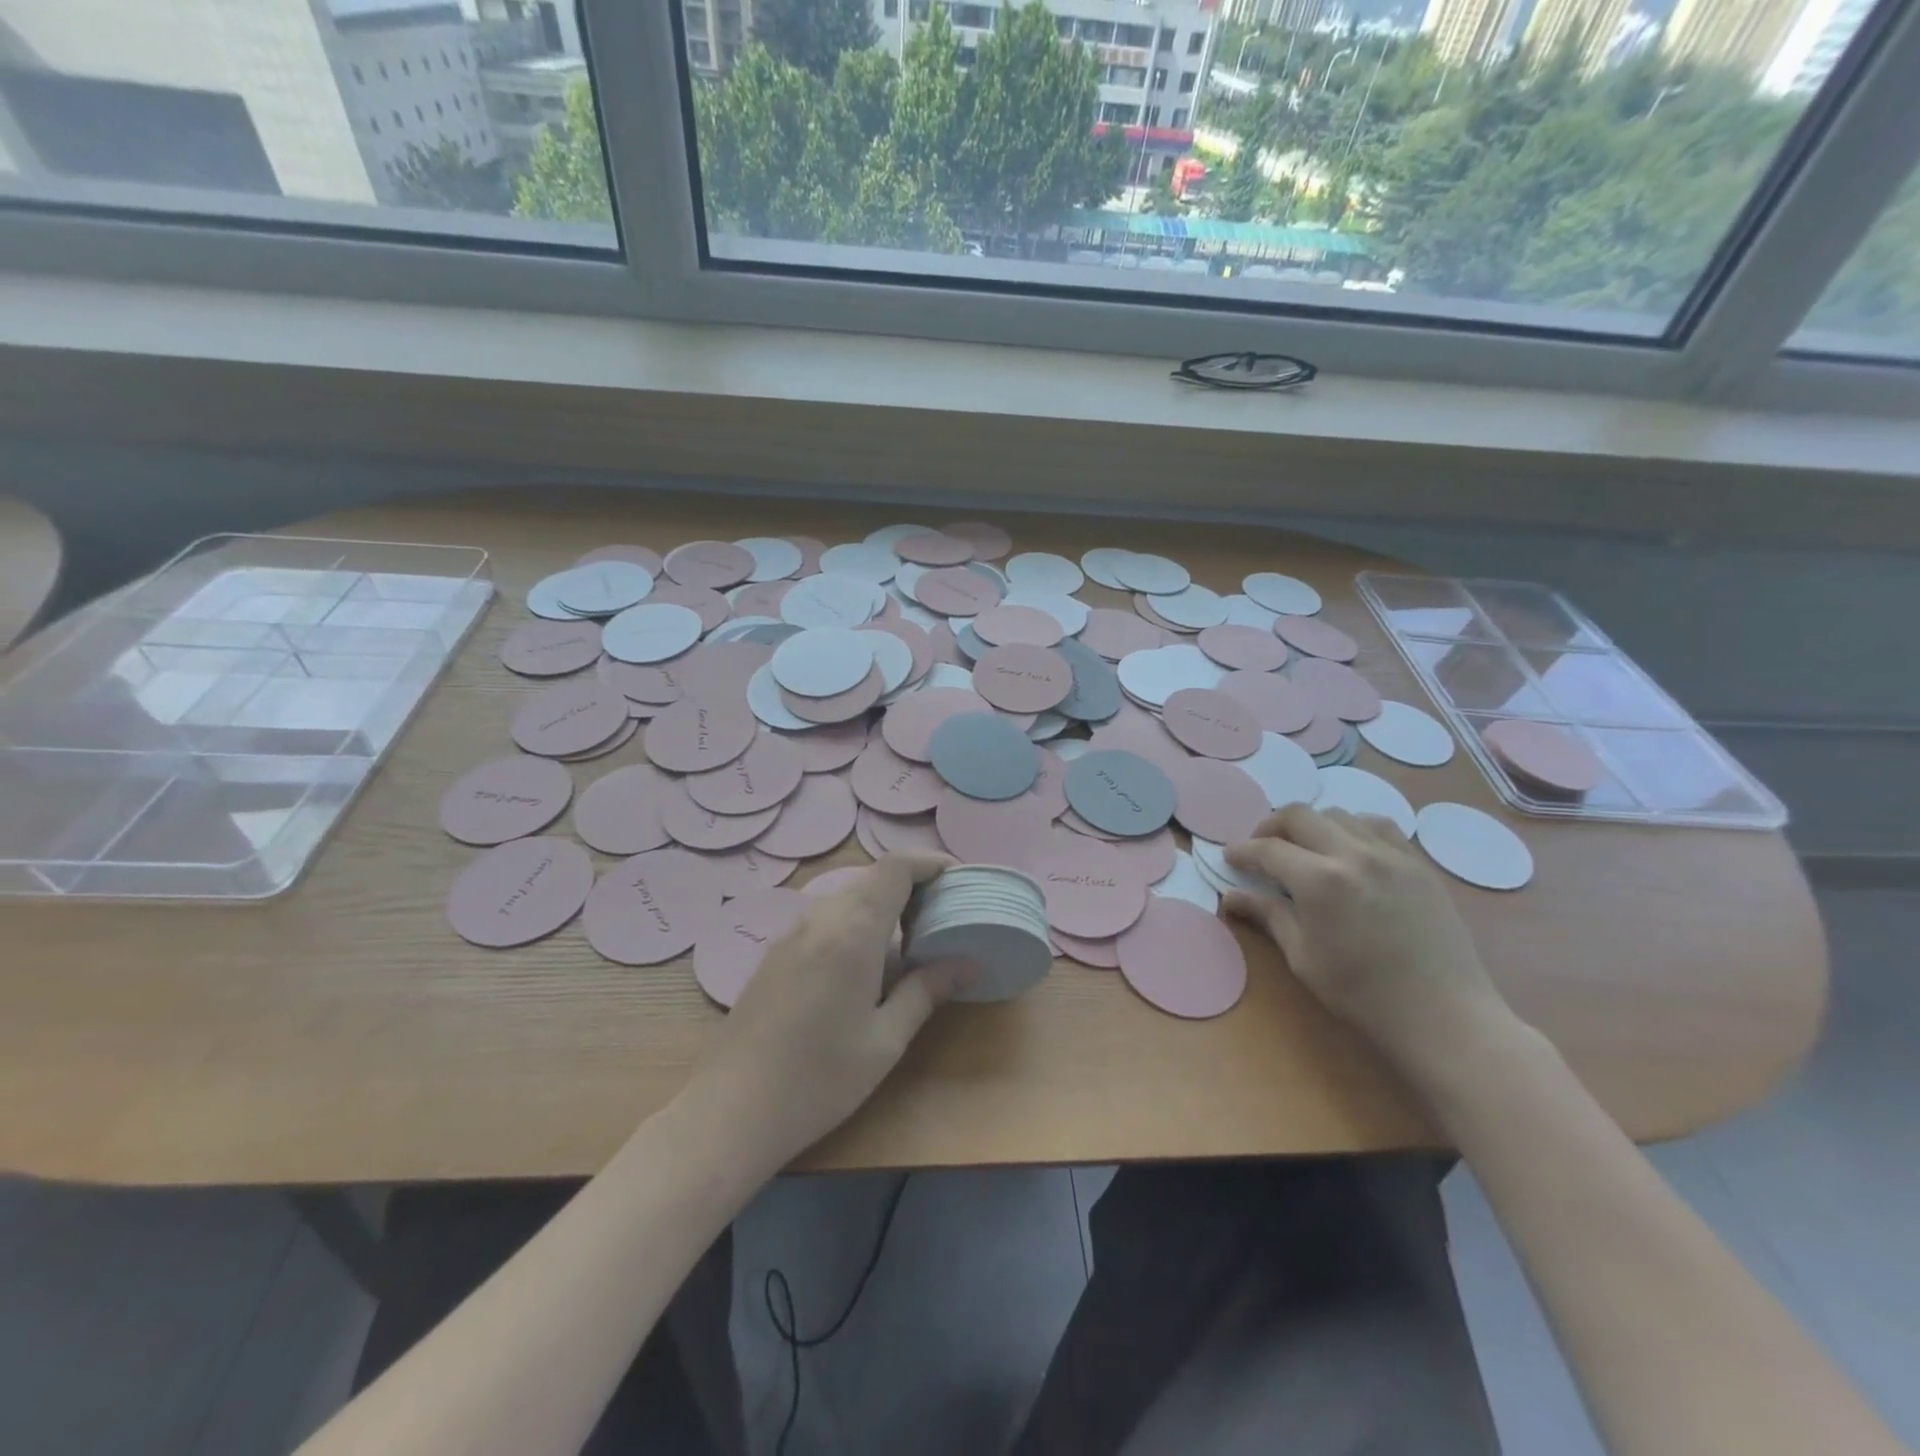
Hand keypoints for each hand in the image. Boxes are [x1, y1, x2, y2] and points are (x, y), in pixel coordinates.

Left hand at [693, 853, 971, 1164]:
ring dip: (882, 905)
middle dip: (912, 886)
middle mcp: (820, 918)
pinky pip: (826, 917)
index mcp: (853, 931)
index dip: (929, 862)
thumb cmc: (818, 1079)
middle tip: (943, 918)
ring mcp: (792, 933)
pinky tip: (864, 965)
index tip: (958, 879)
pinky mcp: (776, 952)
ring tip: (910, 942)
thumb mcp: (885, 1040)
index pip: (895, 867)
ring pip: (847, 897)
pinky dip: (856, 921)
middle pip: (872, 878)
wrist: (730, 1110)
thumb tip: (970, 962)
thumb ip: (927, 991)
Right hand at [1222, 804, 1516, 1086]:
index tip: (1230, 858)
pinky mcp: (1417, 863)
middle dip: (1271, 826)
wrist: (1443, 1013)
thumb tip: (1230, 897)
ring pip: (1339, 814)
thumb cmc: (1361, 993)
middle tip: (1262, 848)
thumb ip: (1267, 915)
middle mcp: (1352, 854)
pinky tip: (1350, 852)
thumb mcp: (1303, 957)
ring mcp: (1390, 854)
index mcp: (1319, 881)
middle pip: (1299, 815)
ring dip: (1312, 825)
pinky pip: (1378, 826)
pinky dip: (1353, 828)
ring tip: (1306, 849)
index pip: (1267, 849)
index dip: (1242, 851)